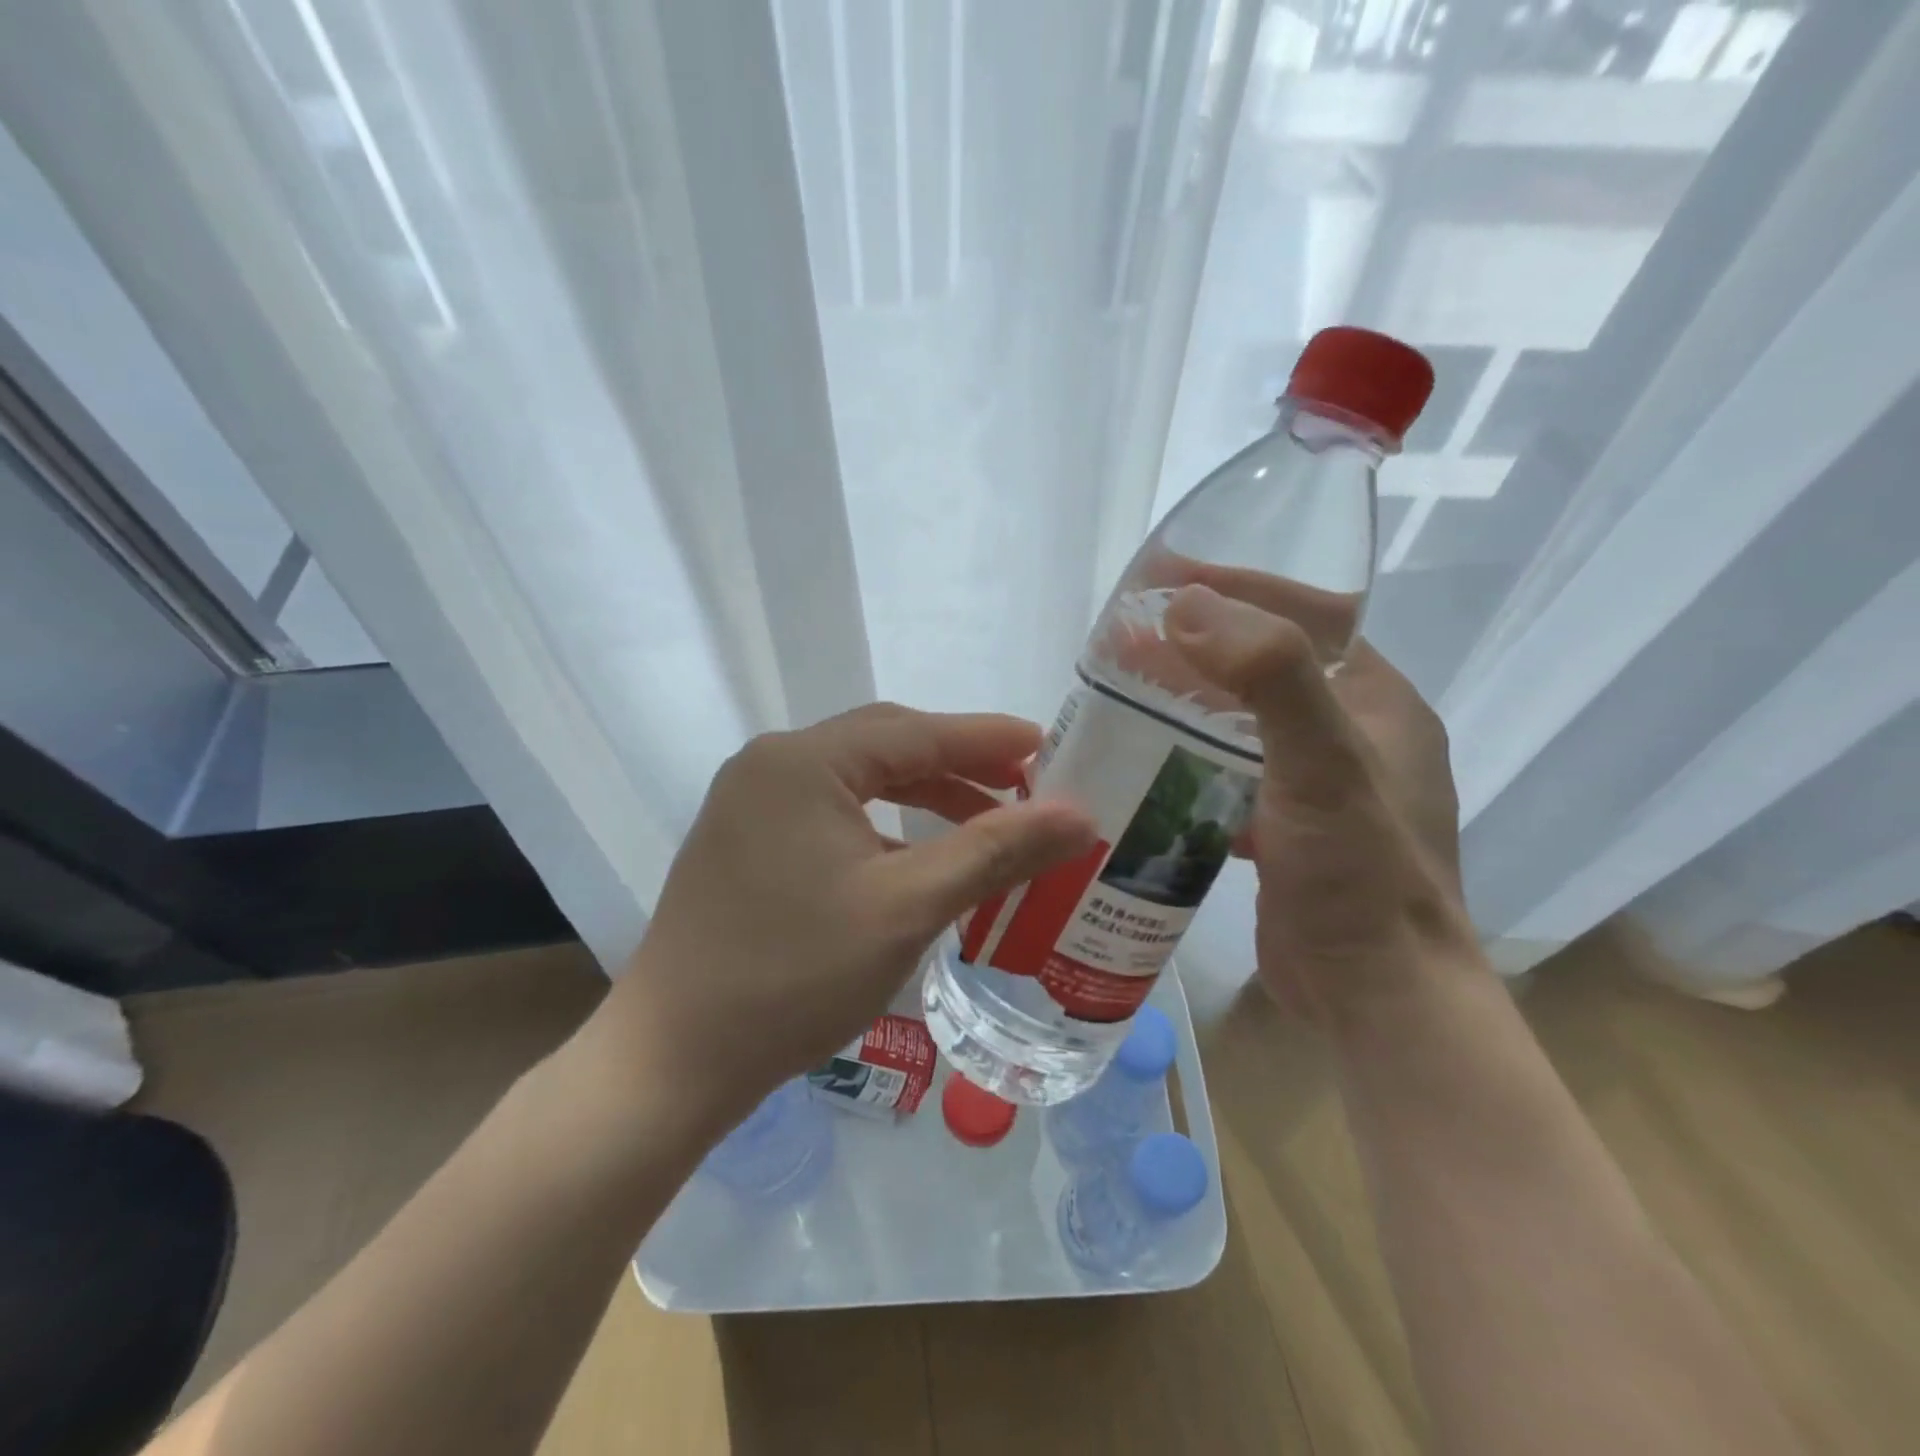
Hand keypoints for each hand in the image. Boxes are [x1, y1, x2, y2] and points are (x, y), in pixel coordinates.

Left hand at [586, 705, 1096, 1131]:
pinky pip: (831, 815)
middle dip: (957, 764)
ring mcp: (751, 804)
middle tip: (1023, 784)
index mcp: (802, 761)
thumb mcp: (907, 907)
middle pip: (884, 747)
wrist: (673, 1060)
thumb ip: (995, 850)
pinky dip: (883, 828)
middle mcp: (771, 766)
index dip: (987, 738)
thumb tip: (1079, 815)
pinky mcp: (745, 843)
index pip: (915, 731)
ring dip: (922, 796)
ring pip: (858, 782)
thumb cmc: (793, 976)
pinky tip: (918, 860)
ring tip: (984, 822)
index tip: (1048, 744)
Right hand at [1163, 584, 1475, 1024]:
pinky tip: (1144, 760)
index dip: (1236, 587)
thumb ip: (1268, 676)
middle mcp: (1353, 734)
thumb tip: (1188, 606)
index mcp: (1377, 701)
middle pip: (1264, 666)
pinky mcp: (1285, 828)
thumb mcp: (1324, 764)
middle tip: (1127, 638)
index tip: (1164, 577)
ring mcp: (1318, 785)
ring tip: (1123, 689)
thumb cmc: (1359, 874)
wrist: (1376, 995)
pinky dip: (1189, 756)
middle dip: (1198, 645)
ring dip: (1188, 700)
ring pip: (1241, 720)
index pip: (1306, 616)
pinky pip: (1229, 770)